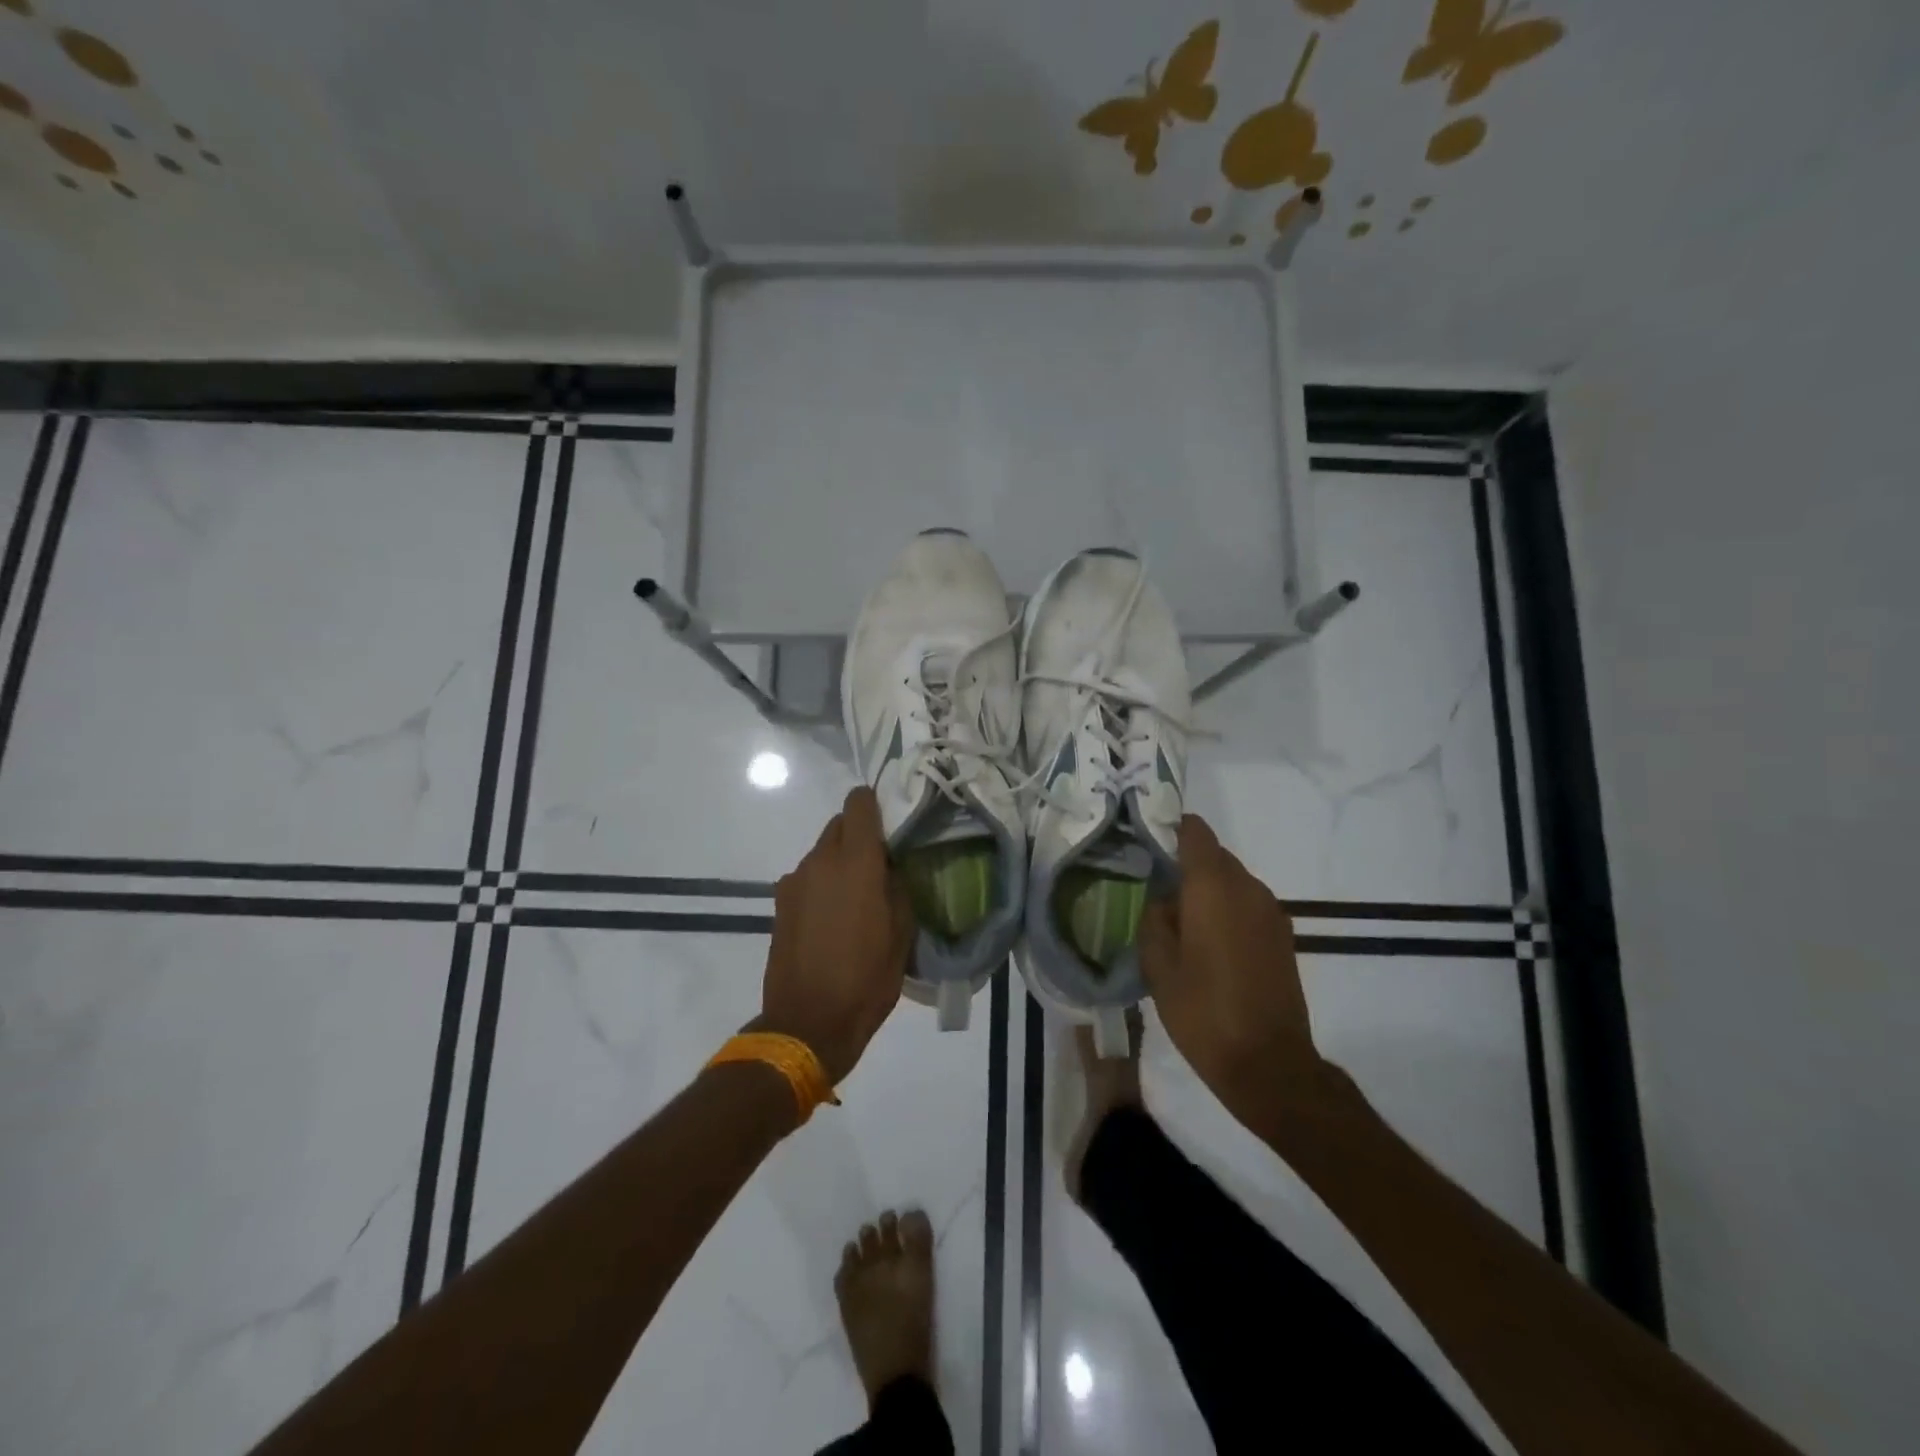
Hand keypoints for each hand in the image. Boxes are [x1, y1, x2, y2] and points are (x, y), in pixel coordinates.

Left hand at [758, 787, 914, 1084]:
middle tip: (879, 865)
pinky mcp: (779, 904)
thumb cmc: (866, 978)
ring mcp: (794, 881)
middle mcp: (820, 861)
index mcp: (855, 861)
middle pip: (838, 825)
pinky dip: (821, 885)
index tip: (891, 824)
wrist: (808, 1023)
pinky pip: (806, 878)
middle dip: (859, 835)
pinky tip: (832, 919)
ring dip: (839, 862)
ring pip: (821, 853)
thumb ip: (897, 886)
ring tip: (856, 898)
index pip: (859, 803)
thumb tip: (888, 867)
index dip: (875, 804)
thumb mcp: (902, 933)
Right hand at [1139, 815, 1320, 1110]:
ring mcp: (1271, 912)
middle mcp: (1247, 888)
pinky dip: (1226, 909)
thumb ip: (1154, 920)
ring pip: (1232, 881)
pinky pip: (1248, 904)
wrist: (1269, 1065)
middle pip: (1215, 856)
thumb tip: (1163, 900)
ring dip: (1207, 890)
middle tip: (1155, 889)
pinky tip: (1208, 943)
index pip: (1196, 833)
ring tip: (1180, 921)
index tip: (1147, 840)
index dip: (1171, 828)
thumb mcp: (1159, 967)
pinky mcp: (1283, 936)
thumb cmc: (1203, 1013)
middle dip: (1186, 864)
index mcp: (1213, 888)